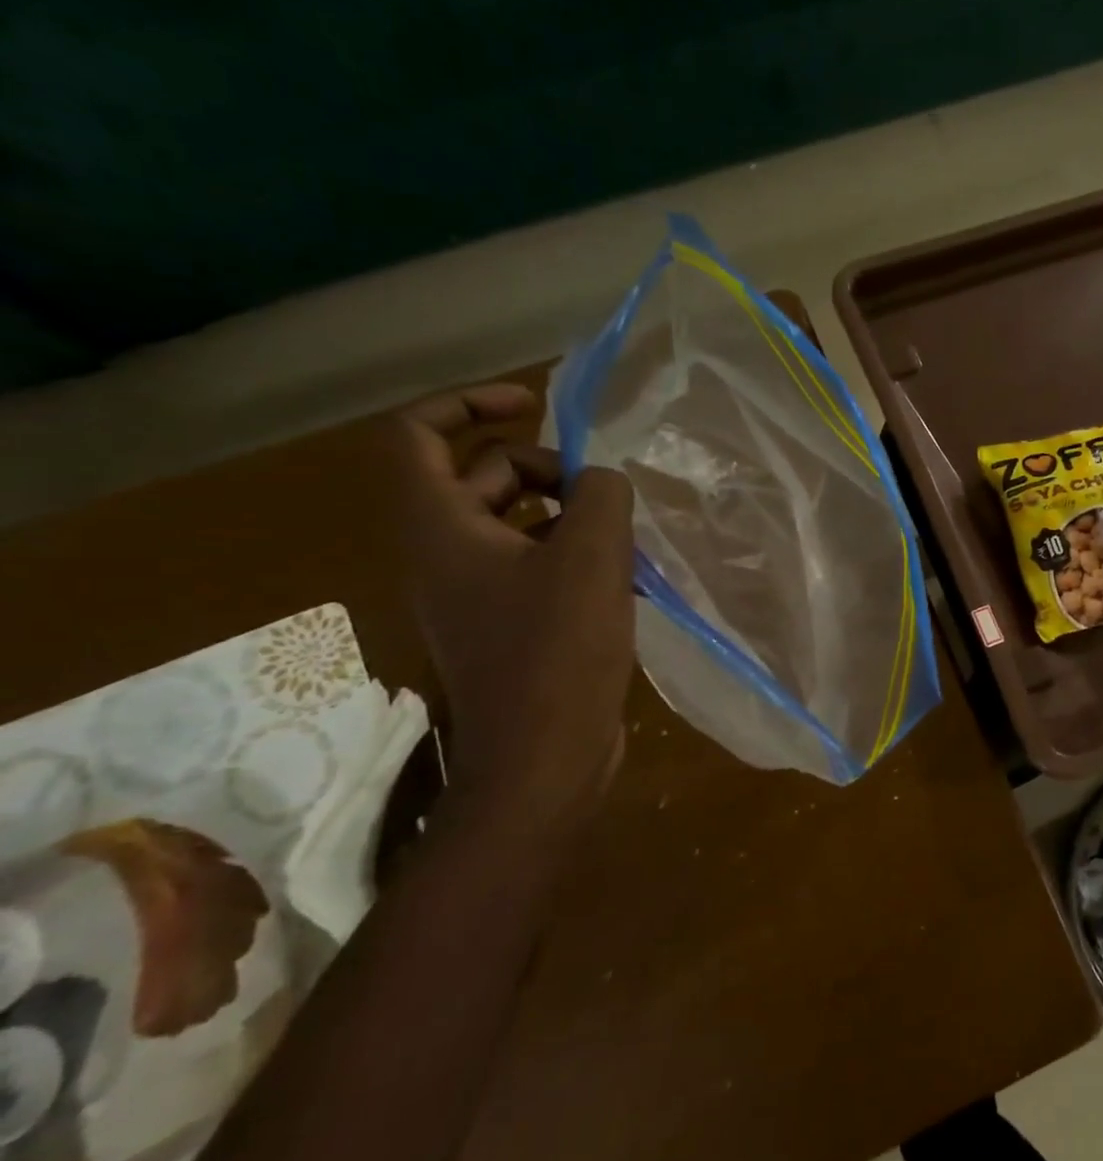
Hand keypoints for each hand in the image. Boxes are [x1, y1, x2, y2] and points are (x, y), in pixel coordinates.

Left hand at [392, 385, 635, 831]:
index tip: (534, 406)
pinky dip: (576, 556)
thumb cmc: (558, 651)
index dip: (468, 403)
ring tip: (627, 537)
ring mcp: (475, 593)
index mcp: (440, 528)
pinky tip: (627, 579)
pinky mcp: (507, 624)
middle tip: (604, 491)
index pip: (417, 434)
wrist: (544, 757)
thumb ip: (600, 494)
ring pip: (517, 523)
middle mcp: (445, 554)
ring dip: (572, 515)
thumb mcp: (591, 556)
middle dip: (547, 468)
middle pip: (483, 476)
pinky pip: (536, 565)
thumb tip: (601, 480)